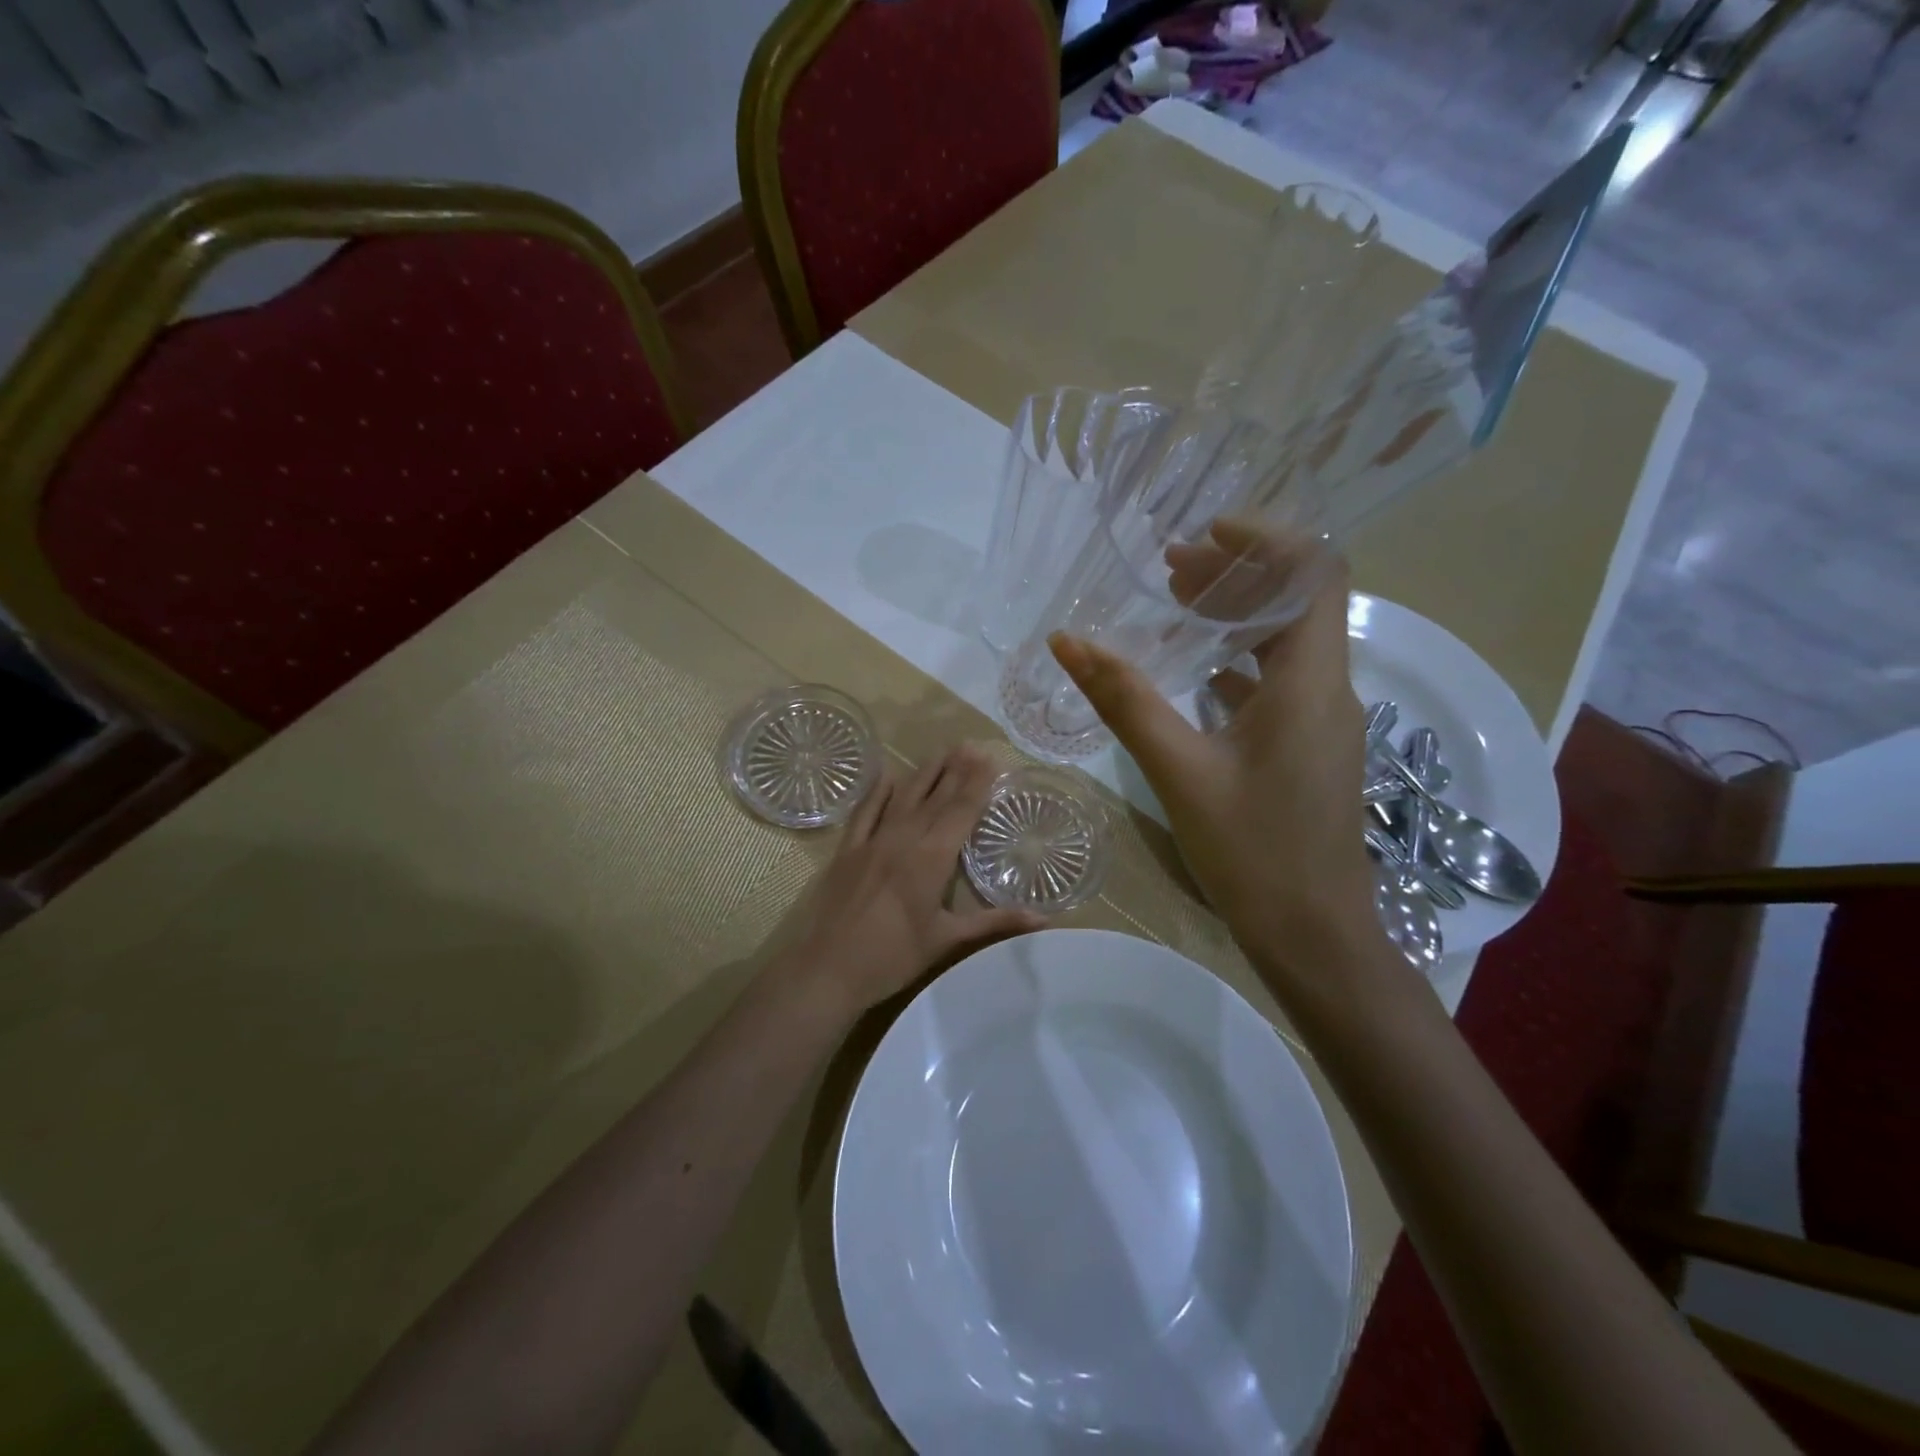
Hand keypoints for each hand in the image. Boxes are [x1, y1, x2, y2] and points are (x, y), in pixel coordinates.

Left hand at [781, 744, 1043, 1016]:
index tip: (991, 758)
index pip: (961, 811)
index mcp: (932, 858)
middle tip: (971, 745)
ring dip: (924, 772)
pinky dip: (877, 791)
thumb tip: (1044, 919)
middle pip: (935, 796)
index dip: (977, 783)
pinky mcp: (848, 850)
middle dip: (955, 769)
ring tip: (942, 751)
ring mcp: (872, 841)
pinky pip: (865, 811)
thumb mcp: (948, 940)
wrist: (828, 969)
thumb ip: (995, 923)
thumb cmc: (893, 957)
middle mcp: (904, 838)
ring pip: (903, 796)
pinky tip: (887, 774)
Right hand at [1049, 522, 1387, 996]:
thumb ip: (1124, 700)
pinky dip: (1237, 659)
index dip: (1267, 539)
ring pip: (1286, 640)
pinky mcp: (1308, 745)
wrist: (1314, 935)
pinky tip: (1192, 670)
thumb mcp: (1179, 771)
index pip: (1316, 573)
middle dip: (1237, 573)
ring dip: (1236, 615)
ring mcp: (1322, 719)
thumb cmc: (1252, 852)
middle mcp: (1328, 688)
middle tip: (1170, 569)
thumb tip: (1066, 641)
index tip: (1204, 533)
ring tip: (1174, 604)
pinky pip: (1278, 679)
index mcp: (1310, 682)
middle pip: (1297, 600)